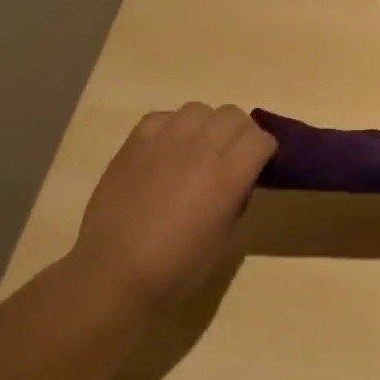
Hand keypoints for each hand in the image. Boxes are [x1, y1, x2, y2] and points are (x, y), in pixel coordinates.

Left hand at [70, 103, 275, 309]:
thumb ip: (238, 195)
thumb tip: (239, 177)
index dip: (263, 151)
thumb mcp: (225, 236)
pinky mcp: (136, 140)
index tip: (257, 166)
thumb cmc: (178, 265)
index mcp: (228, 174)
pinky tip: (165, 152)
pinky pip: (163, 117)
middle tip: (229, 157)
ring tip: (196, 150)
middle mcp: (201, 146)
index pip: (261, 138)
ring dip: (205, 126)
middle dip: (239, 134)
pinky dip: (172, 128)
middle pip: (233, 115)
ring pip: (199, 110)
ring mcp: (166, 138)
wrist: (116, 269)